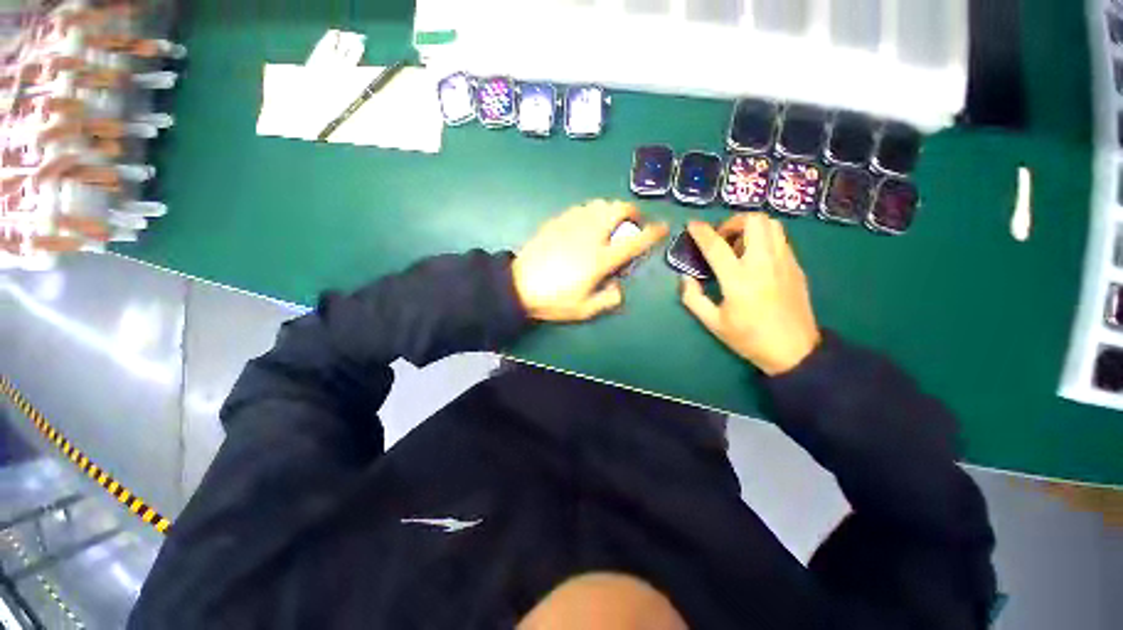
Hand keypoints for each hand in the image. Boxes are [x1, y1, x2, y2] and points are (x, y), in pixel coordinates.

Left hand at [513, 200, 668, 321]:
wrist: (517, 287)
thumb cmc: (553, 300)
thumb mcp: (584, 310)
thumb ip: (608, 300)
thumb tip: (620, 289)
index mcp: (600, 259)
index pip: (634, 241)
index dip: (653, 233)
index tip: (663, 227)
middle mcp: (590, 235)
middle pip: (618, 209)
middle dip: (632, 211)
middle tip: (633, 223)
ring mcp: (571, 225)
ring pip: (599, 204)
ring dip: (612, 209)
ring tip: (610, 222)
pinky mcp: (556, 221)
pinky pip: (581, 207)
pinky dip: (592, 210)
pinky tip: (587, 222)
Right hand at [680, 214, 820, 375]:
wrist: (794, 350)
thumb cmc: (749, 338)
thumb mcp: (713, 323)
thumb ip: (693, 298)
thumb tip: (685, 278)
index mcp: (738, 279)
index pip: (716, 246)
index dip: (701, 232)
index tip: (692, 225)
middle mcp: (763, 263)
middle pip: (754, 221)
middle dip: (733, 221)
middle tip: (722, 237)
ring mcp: (784, 262)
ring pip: (772, 225)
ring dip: (751, 227)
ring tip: (739, 246)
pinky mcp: (796, 266)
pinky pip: (780, 239)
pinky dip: (764, 238)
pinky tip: (756, 258)